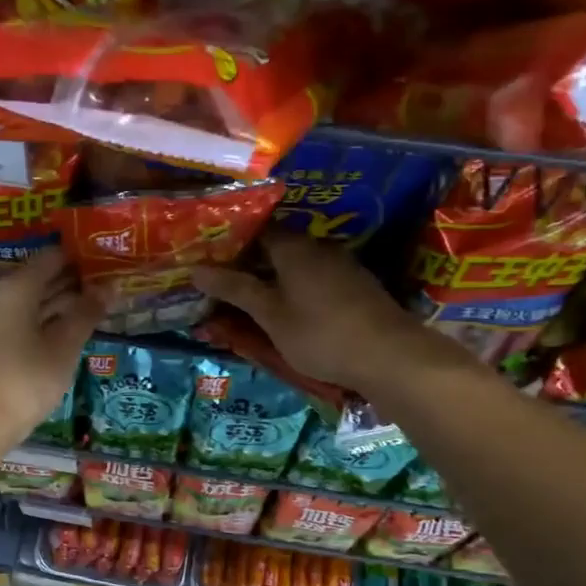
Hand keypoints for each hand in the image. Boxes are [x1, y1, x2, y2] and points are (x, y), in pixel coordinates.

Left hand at [0, 247, 101, 441]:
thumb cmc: (27, 379)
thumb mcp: (64, 346)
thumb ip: (87, 313)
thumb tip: (110, 287)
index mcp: (15, 287)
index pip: (53, 258)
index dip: (81, 258)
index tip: (108, 261)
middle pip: (41, 277)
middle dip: (74, 281)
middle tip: (109, 284)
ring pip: (33, 300)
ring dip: (62, 302)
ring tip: (98, 305)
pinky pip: (24, 318)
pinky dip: (47, 319)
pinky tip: (71, 327)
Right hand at [193, 234, 475, 390]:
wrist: (389, 355)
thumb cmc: (320, 334)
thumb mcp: (271, 315)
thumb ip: (236, 290)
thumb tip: (196, 269)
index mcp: (294, 248)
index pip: (257, 230)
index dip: (232, 242)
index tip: (209, 257)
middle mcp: (319, 248)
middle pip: (277, 247)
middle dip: (251, 263)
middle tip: (223, 283)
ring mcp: (342, 266)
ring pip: (297, 265)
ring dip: (274, 278)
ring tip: (251, 299)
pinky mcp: (356, 286)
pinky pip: (315, 279)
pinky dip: (296, 289)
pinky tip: (288, 309)